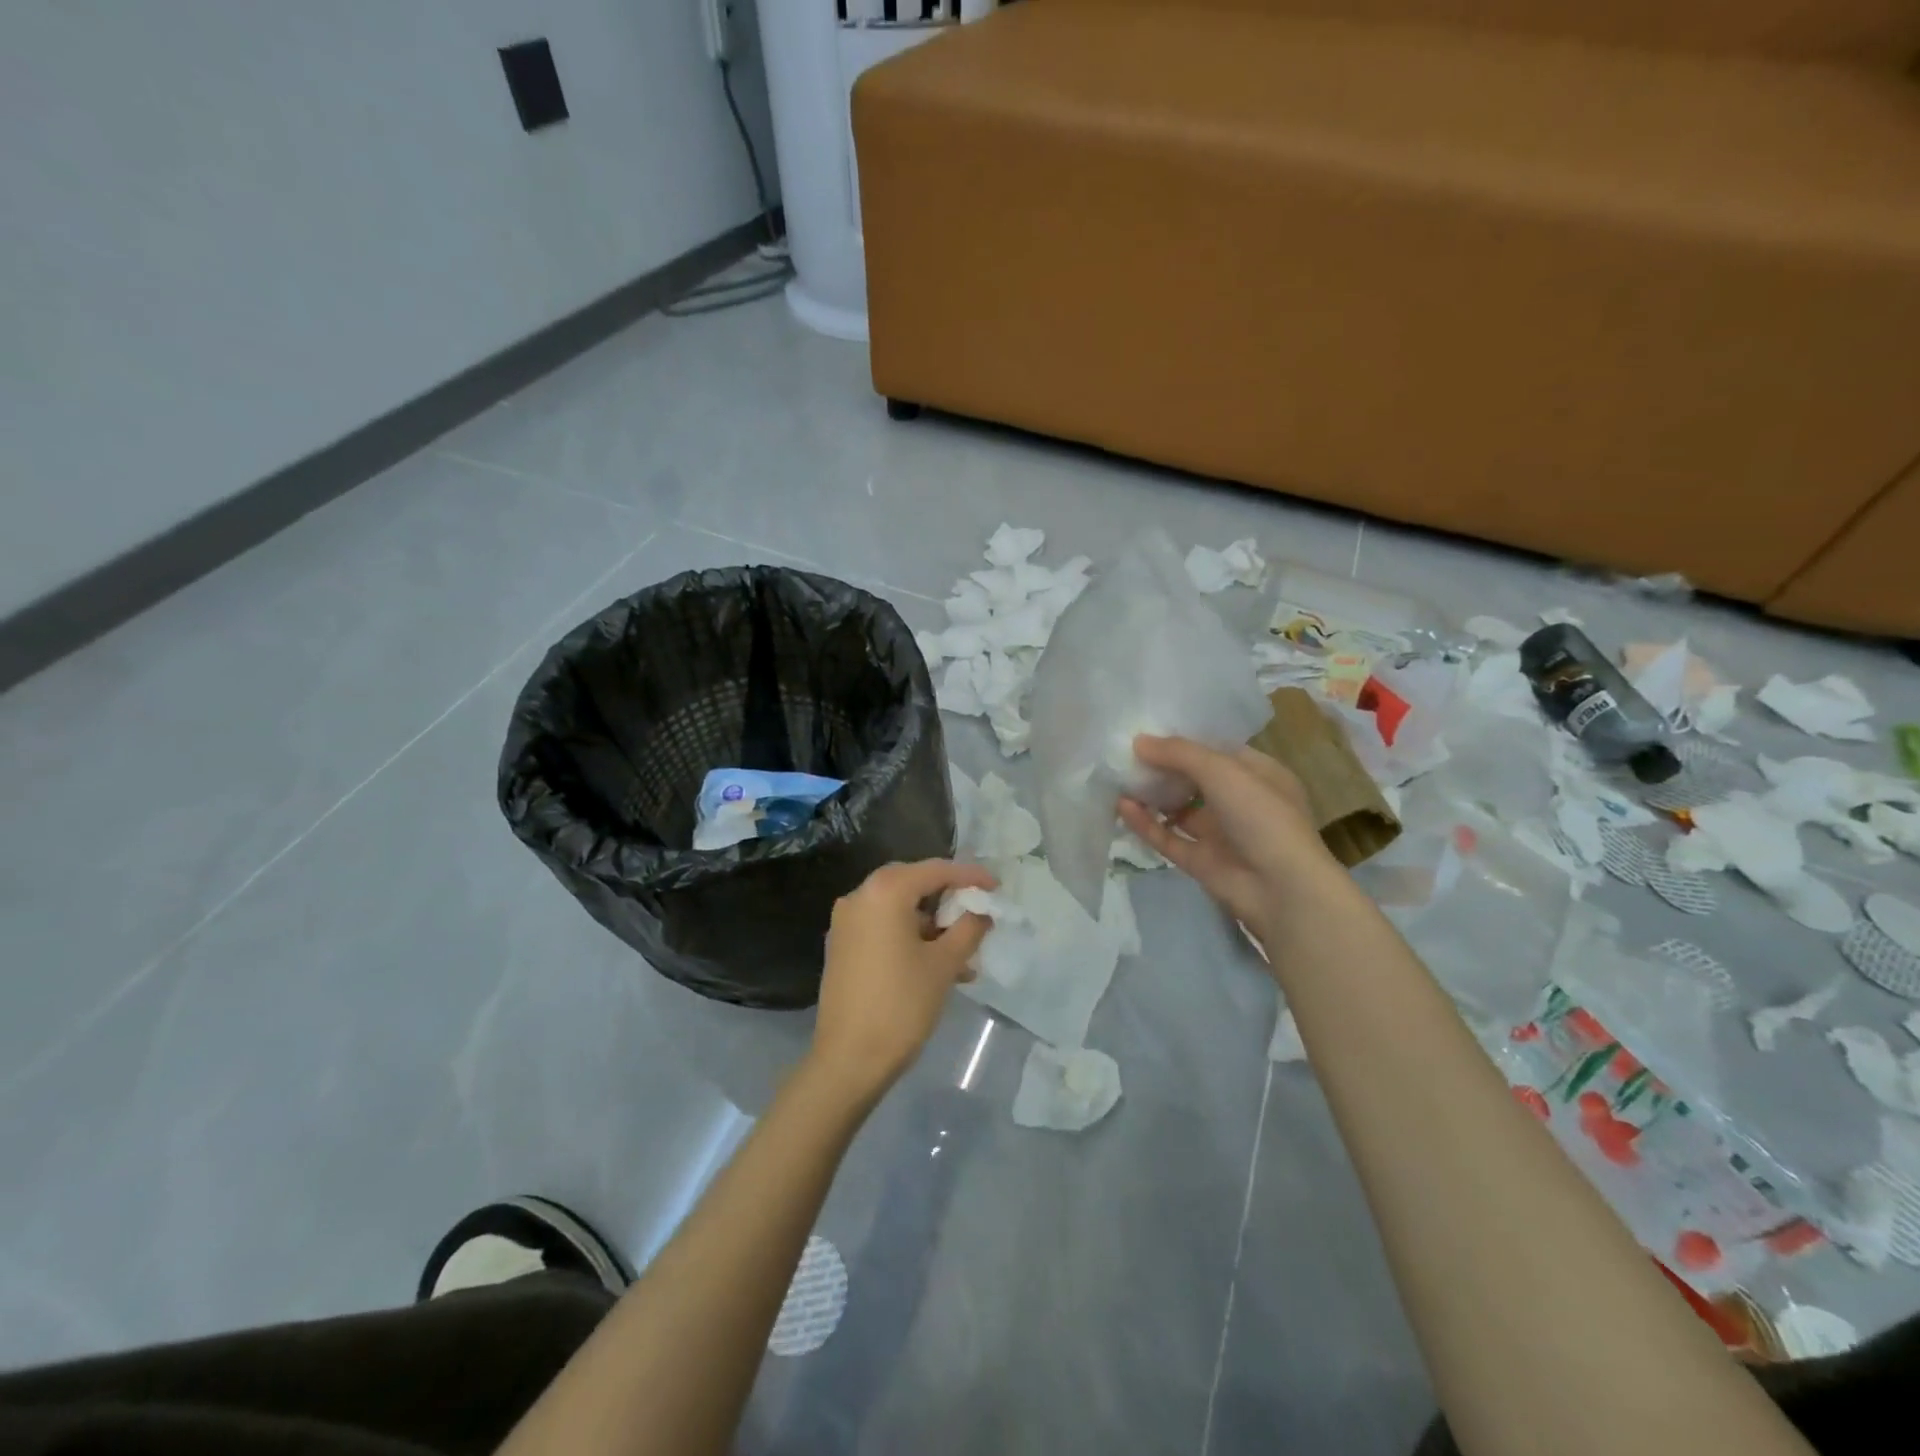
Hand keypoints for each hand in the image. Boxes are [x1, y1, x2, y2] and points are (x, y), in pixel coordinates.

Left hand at [809, 859, 996, 1099]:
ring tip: (963, 953)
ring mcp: (845, 922)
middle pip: (913, 883)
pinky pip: (882, 927)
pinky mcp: (841, 946)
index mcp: (884, 891)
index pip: (935, 870)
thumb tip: (981, 911)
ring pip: (898, 908)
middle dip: (948, 898)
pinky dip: (909, 936)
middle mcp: (859, 896)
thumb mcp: (944, 964)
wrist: (848, 1060)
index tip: (997, 887)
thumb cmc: (901, 1004)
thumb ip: (968, 928)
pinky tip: (936, 964)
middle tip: (977, 913)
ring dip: (931, 924)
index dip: (969, 876)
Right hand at [1117, 735, 1336, 939]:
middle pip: (1194, 779)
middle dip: (1162, 767)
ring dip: (1151, 795)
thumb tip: (1138, 741)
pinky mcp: (1201, 861)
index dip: (1184, 741)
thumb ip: (1179, 753)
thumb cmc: (1262, 816)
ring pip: (1178, 810)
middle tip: (1125, 753)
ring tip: (1117, 778)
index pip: (1217, 750)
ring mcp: (1220, 834)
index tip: (1148, 730)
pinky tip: (1121, 807)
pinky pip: (1168, 838)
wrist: (1282, 890)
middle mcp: (1240, 802)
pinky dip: (1145, 823)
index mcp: (1258, 774)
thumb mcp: (1223, 771)